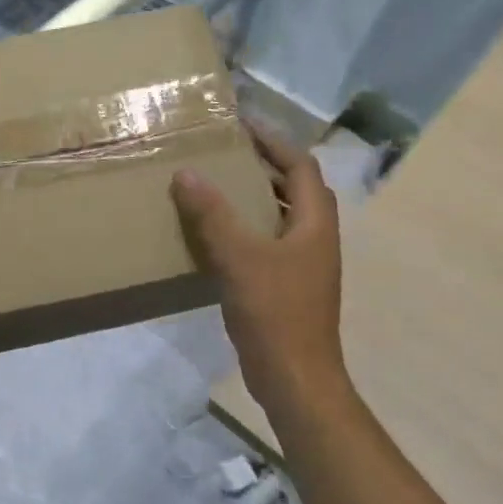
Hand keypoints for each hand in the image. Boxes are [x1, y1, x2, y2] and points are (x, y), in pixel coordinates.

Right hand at [171, 130, 346, 415]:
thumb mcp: (240, 258)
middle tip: (227, 154)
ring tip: (219, 188)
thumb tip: (186, 173)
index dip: (273, 140)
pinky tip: (218, 239)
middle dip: (265, 166)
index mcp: (316, 223)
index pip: (300, 165)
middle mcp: (316, 239)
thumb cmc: (275, 313)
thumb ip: (213, 215)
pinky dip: (249, 231)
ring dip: (256, 199)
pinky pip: (270, 245)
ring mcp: (305, 266)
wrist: (295, 378)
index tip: (241, 125)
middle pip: (296, 188)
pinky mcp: (290, 288)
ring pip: (283, 218)